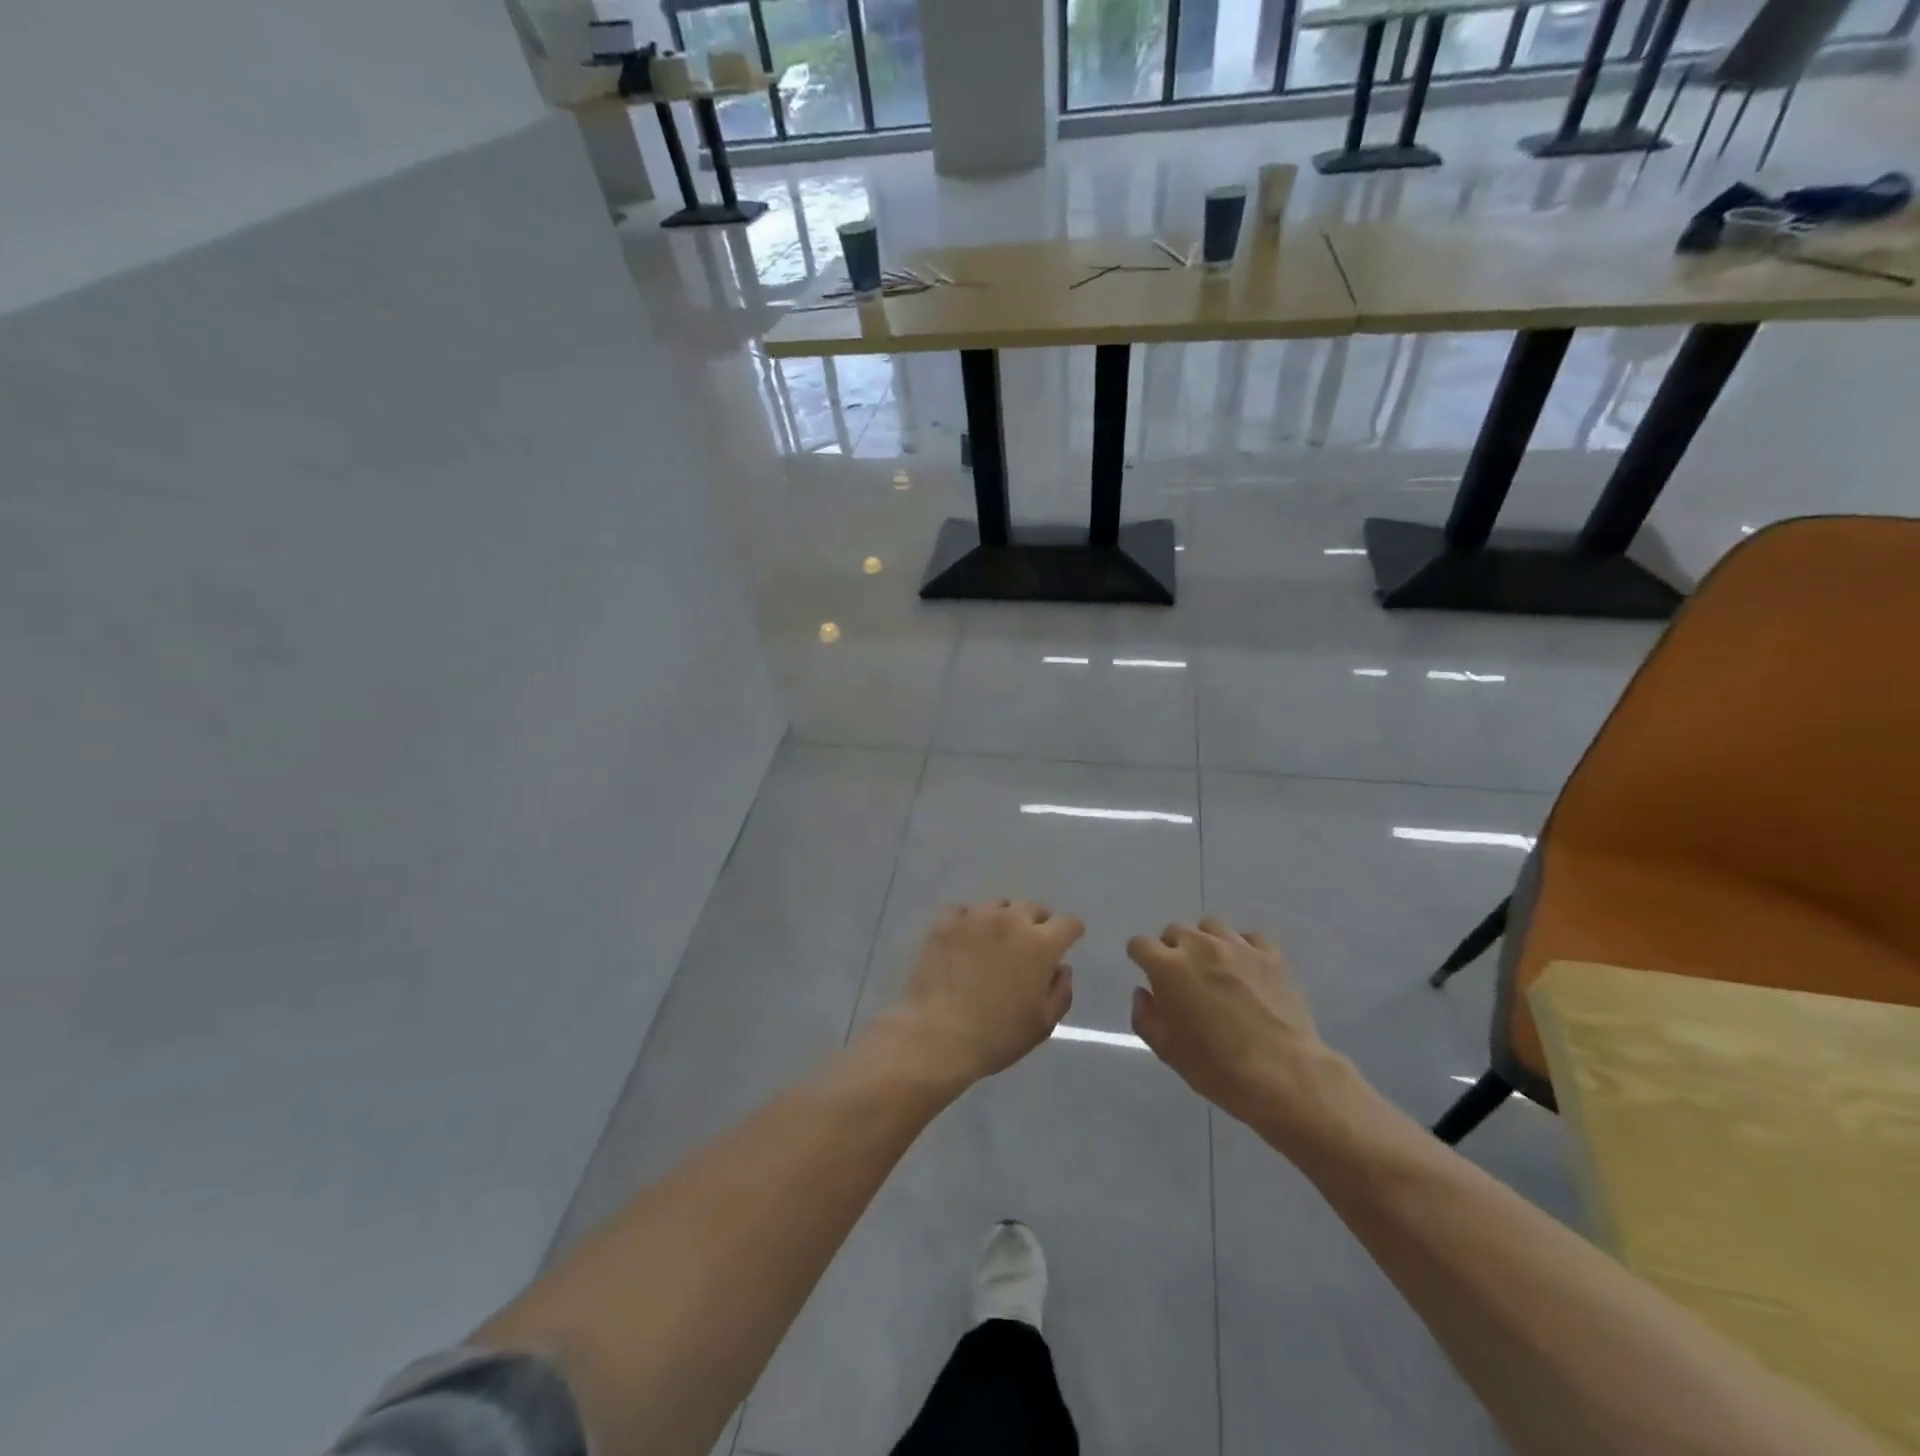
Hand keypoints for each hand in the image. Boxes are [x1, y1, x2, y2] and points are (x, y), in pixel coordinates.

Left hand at [883, 900, 1083, 1089]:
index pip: (1067, 923)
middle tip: (1029, 947)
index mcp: (1040, 944)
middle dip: (1038, 924)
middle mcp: (1010, 920)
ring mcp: (975, 917)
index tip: (1067, 943)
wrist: (937, 1035)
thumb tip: (1060, 967)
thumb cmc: (997, 1035)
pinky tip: (965, 942)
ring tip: (995, 943)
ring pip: (999, 906)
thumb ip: (1061, 990)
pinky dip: (970, 922)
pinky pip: (965, 912)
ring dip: (1004, 920)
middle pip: (1033, 908)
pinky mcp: (945, 922)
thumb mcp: (1043, 1024)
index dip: (1071, 933)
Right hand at [1128, 918, 1338, 1132]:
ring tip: (1214, 968)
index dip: (1140, 958)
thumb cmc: (1217, 1068)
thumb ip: (1145, 1017)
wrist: (1284, 1076)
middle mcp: (1200, 946)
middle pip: (1175, 930)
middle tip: (1183, 979)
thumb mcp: (1167, 1051)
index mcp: (1168, 968)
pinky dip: (1243, 947)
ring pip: (1210, 926)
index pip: (1140, 944)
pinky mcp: (1271, 955)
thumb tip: (1144, 993)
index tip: (1148, 975)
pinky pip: (1250, 937)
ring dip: (1205, 942)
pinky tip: (1246, 969)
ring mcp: (1238, 946)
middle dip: (1172, 949)